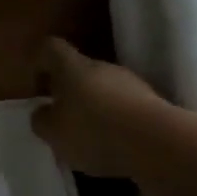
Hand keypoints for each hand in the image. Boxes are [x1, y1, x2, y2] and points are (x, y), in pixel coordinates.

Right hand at [30, 37, 164, 178]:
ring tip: (90, 141)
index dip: (40, 64)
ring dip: (94, 109)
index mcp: (72, 67)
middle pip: (79, 70)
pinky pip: (125, 108)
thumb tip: (42, 112)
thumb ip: (42, 120)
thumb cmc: (94, 131)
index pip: (50, 48)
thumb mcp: (54, 133)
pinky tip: (115, 148)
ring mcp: (132, 83)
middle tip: (62, 121)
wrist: (158, 143)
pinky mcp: (153, 104)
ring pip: (104, 90)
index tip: (38, 89)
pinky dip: (117, 123)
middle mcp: (102, 67)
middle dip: (69, 93)